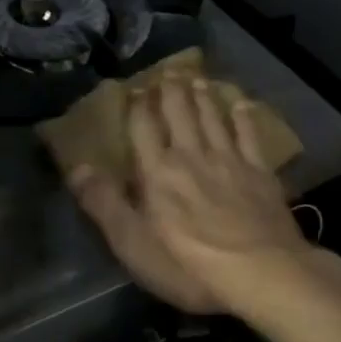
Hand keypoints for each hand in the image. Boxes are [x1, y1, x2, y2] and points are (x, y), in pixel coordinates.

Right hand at [67, 73, 313, 314]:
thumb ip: (105, 204)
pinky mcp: (260, 172)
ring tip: (196, 78)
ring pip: (212, 118)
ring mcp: (229, 160)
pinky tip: (242, 104)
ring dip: (203, 96)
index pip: (143, 128)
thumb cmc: (189, 265)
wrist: (261, 272)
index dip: (138, 106)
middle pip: (180, 114)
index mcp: (158, 171)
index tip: (135, 88)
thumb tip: (79, 168)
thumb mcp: (133, 243)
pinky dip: (244, 117)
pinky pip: (249, 135)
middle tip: (169, 70)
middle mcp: (191, 155)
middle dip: (172, 91)